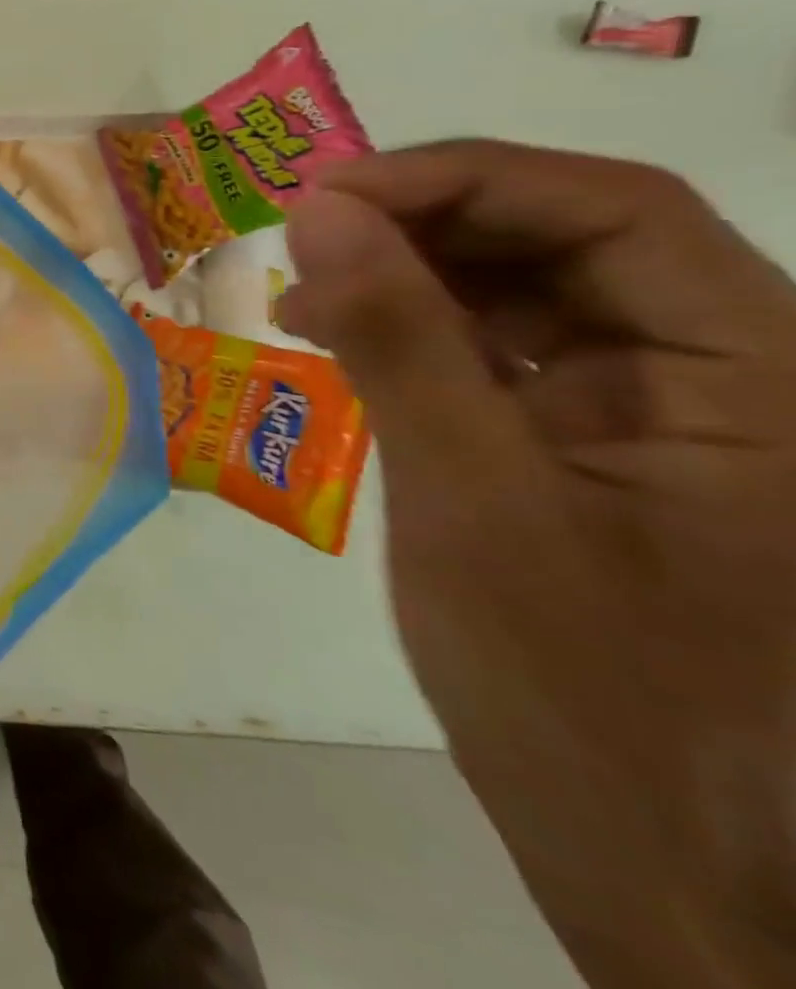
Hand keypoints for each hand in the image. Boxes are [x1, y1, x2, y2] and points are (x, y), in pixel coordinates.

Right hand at [281, 141, 795, 988]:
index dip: (465, 179)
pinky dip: (414, 333)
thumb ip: (398, 340)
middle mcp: (731, 377)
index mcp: (764, 381)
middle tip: (304, 236)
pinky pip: (502, 353)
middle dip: (427, 222)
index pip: (619, 212)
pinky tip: (339, 341)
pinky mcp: (594, 449)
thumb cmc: (585, 698)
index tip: (329, 195)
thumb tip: (320, 212)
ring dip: (409, 275)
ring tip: (302, 293)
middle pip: (573, 239)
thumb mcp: (471, 500)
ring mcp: (661, 416)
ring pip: (530, 291)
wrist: (658, 872)